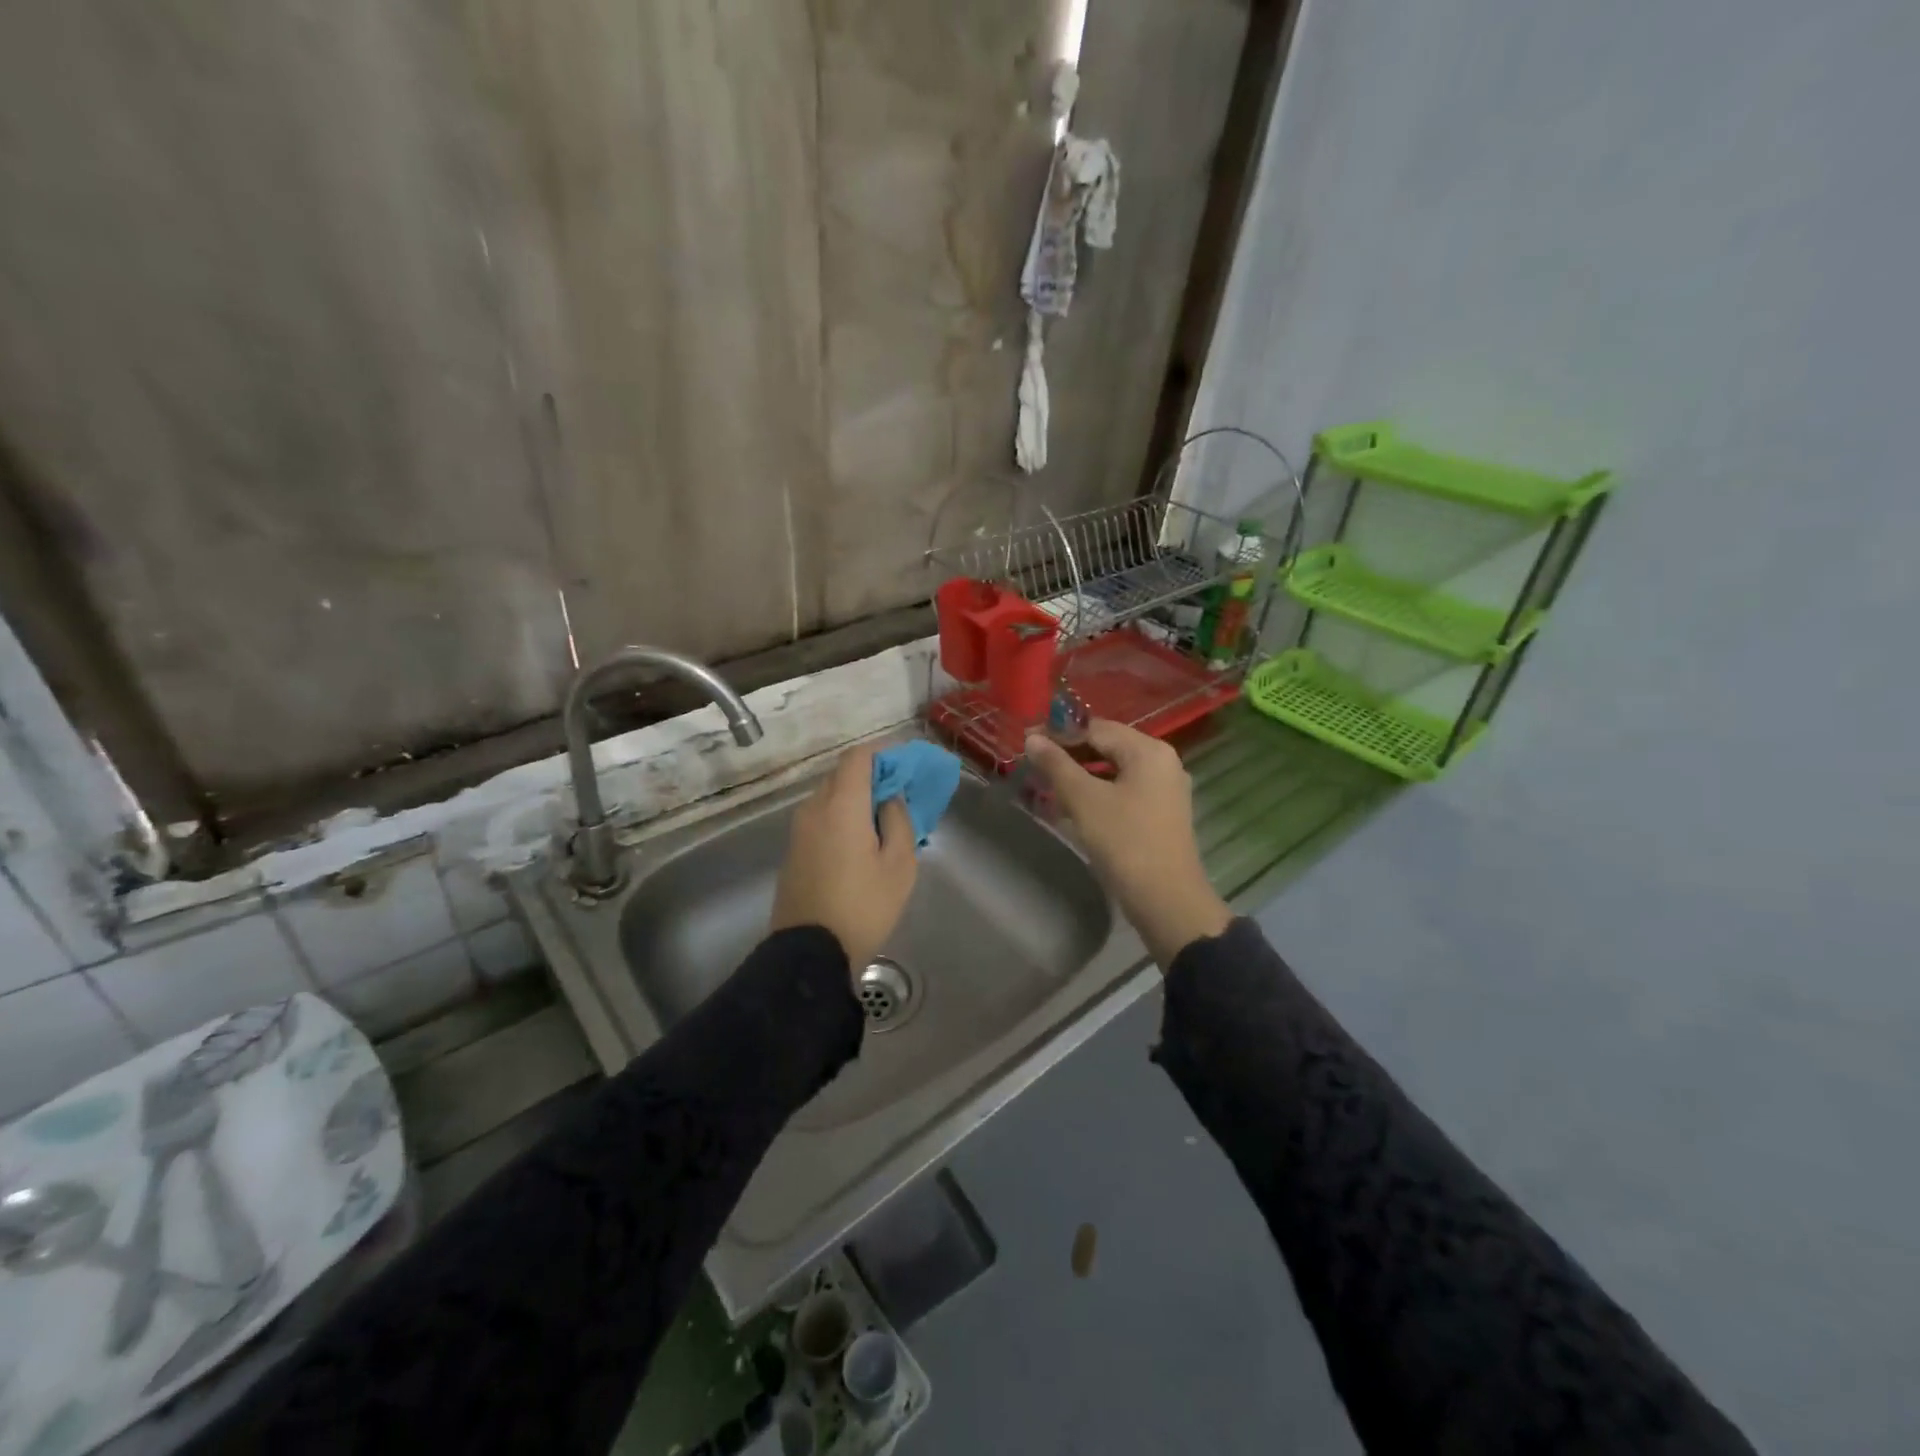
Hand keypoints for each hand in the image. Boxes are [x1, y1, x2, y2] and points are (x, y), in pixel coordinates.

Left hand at [770, 744, 917, 969]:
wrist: (810, 953)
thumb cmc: (863, 907)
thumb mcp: (899, 865)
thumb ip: (899, 821)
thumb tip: (890, 799)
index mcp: (841, 805)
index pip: (858, 757)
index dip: (883, 753)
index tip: (906, 765)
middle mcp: (814, 809)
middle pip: (842, 776)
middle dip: (872, 777)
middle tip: (900, 796)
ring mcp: (798, 831)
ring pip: (829, 798)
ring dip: (856, 800)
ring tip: (883, 823)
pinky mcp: (793, 852)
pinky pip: (820, 820)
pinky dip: (841, 818)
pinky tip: (860, 843)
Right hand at [1023, 721, 1230, 967]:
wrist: (1166, 900)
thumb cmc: (1124, 841)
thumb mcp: (1084, 800)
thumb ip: (1056, 765)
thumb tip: (1032, 738)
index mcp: (1148, 751)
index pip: (1097, 727)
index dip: (1060, 731)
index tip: (1027, 740)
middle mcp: (1162, 762)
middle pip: (1108, 746)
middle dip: (1070, 754)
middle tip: (1034, 763)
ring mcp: (1165, 789)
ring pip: (1114, 771)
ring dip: (1081, 775)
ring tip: (1047, 785)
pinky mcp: (1161, 814)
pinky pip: (1124, 791)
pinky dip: (1098, 793)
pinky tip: (1073, 807)